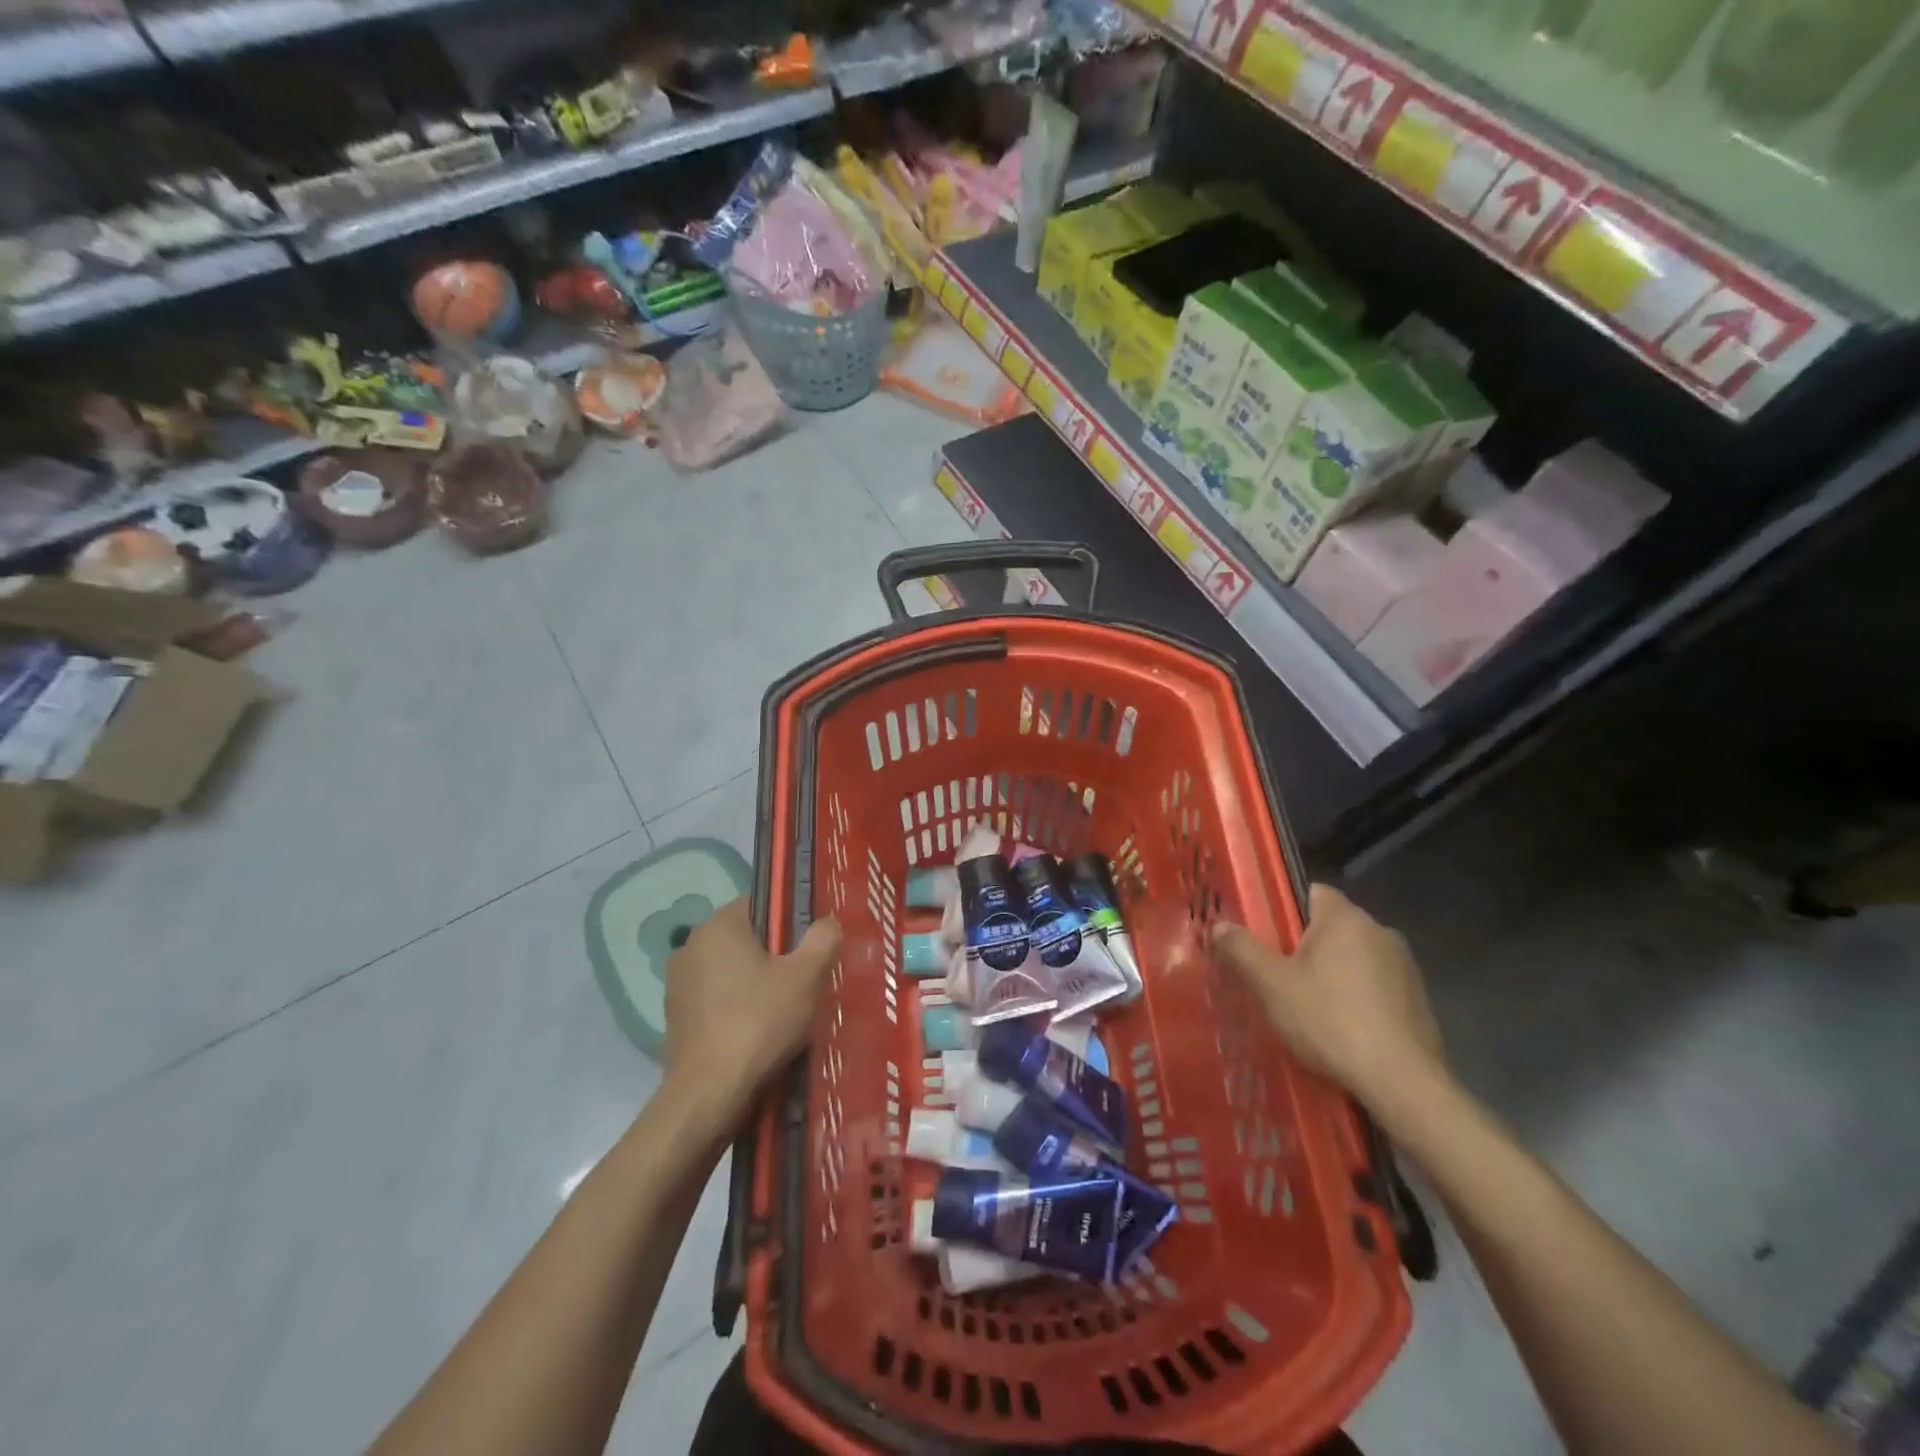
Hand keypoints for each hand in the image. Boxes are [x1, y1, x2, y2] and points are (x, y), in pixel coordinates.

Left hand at [662, 900, 840, 1124]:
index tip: (811, 948)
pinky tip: (757, 1032)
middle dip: (775, 955)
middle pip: (747, 938)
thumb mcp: (806, 977)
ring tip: (784, 1011)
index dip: (791, 922)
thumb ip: (822, 940)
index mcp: (718, 925)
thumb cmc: (758, 1023)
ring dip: (756, 983)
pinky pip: (716, 998)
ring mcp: (677, 983)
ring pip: (731, 970)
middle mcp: (690, 945)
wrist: (707, 1095)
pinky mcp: (674, 1016)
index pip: (762, 904)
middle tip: (804, 982)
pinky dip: (737, 1007)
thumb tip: (827, 922)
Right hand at [1211, 884, 1443, 1111]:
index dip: (1283, 910)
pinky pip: (1374, 987)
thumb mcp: (1271, 985)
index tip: (1264, 937)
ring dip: (1331, 975)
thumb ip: (1241, 949)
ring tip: (1305, 1008)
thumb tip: (1219, 925)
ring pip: (1353, 959)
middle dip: (1303, 947)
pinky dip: (1355, 999)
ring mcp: (1404, 967)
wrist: (1402, 1084)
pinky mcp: (1418, 1001)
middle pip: (1330, 928)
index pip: (1311, 892)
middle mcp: (1380, 931)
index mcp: (1345, 918)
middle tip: (1275, 977)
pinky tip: (1340, 1030)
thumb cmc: (1330, 1021)